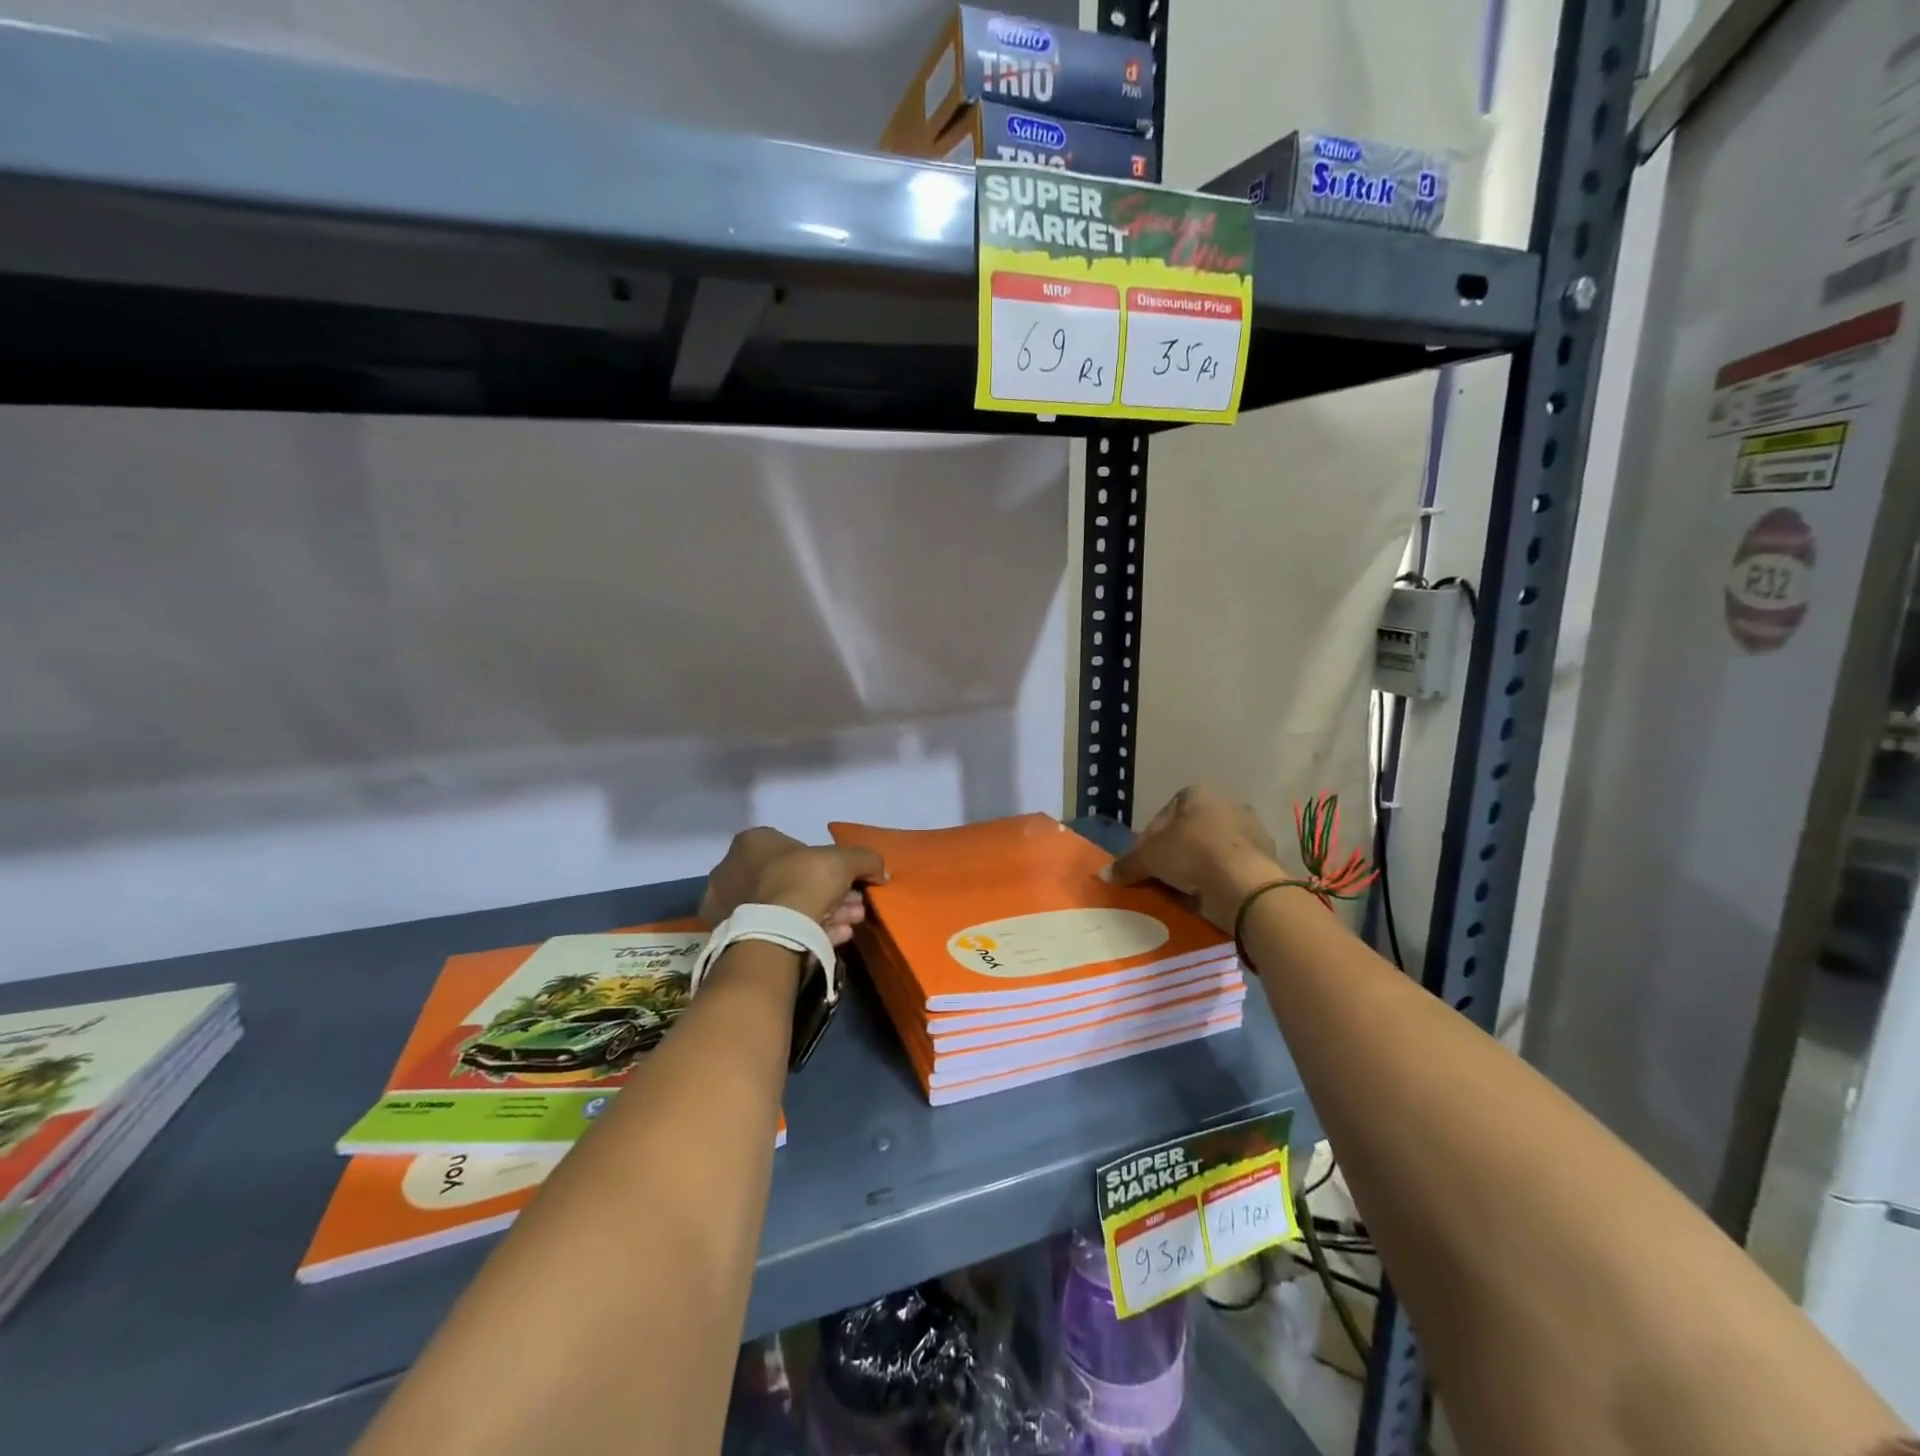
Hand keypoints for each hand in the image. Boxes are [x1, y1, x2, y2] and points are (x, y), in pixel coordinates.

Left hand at [699, 828, 886, 946]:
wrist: (775, 933)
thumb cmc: (804, 881)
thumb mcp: (845, 860)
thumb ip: (865, 860)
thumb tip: (882, 870)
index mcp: (751, 843)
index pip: (795, 848)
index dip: (829, 865)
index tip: (849, 882)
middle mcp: (733, 870)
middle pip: (793, 880)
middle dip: (829, 893)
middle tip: (854, 906)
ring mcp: (730, 907)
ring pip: (787, 907)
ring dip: (824, 913)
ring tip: (850, 924)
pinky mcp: (733, 939)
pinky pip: (778, 929)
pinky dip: (808, 931)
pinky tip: (836, 937)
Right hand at [1108, 786, 1280, 930]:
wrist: (1243, 881)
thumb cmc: (1190, 854)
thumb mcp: (1149, 858)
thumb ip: (1127, 864)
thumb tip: (1104, 874)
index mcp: (1196, 794)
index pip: (1165, 813)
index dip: (1150, 838)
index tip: (1145, 861)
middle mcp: (1226, 803)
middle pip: (1191, 830)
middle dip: (1177, 851)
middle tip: (1163, 876)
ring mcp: (1250, 829)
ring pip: (1213, 848)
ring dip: (1200, 866)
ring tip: (1185, 890)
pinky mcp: (1265, 856)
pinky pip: (1232, 867)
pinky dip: (1220, 878)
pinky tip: (1209, 896)